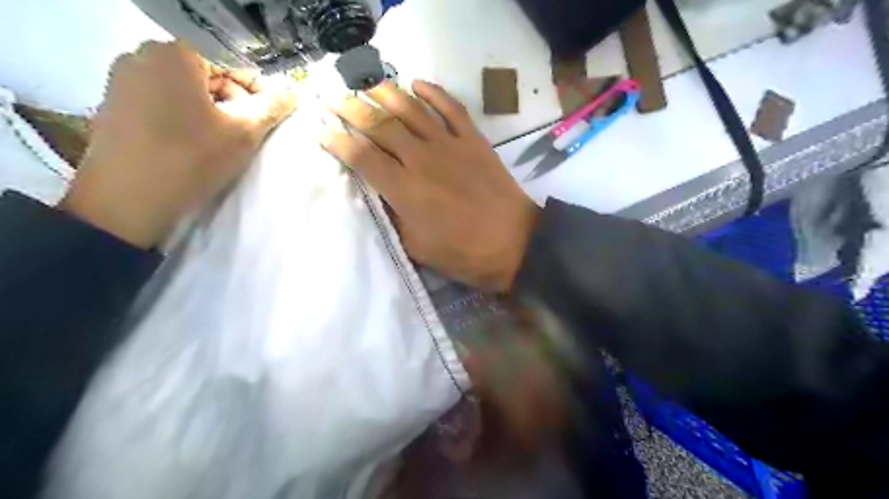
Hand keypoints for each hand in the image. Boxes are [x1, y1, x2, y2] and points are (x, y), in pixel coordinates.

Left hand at [62, 40, 297, 248]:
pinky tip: (196, 143)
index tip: (270, 117)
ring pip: (186, 89)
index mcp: (174, 54)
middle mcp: (141, 56)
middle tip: (249, 131)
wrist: (128, 200)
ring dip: (213, 110)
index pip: (231, 63)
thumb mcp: (244, 133)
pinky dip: (187, 116)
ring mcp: (122, 80)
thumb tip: (292, 93)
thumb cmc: (192, 158)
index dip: (258, 90)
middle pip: (207, 73)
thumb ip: (271, 107)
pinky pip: (163, 101)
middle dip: (234, 100)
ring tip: (224, 141)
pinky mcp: (113, 104)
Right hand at [324, 80, 538, 292]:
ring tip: (366, 84)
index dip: (338, 142)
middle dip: (351, 109)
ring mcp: (449, 145)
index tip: (322, 132)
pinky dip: (433, 92)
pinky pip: (451, 108)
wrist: (513, 243)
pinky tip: (417, 83)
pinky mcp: (473, 140)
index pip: (362, 157)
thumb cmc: (463, 253)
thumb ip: (395, 217)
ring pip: (411, 109)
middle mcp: (421, 159)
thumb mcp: (417, 247)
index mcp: (404, 189)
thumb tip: (382, 195)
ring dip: (385, 93)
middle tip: (332, 97)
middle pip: (380, 126)